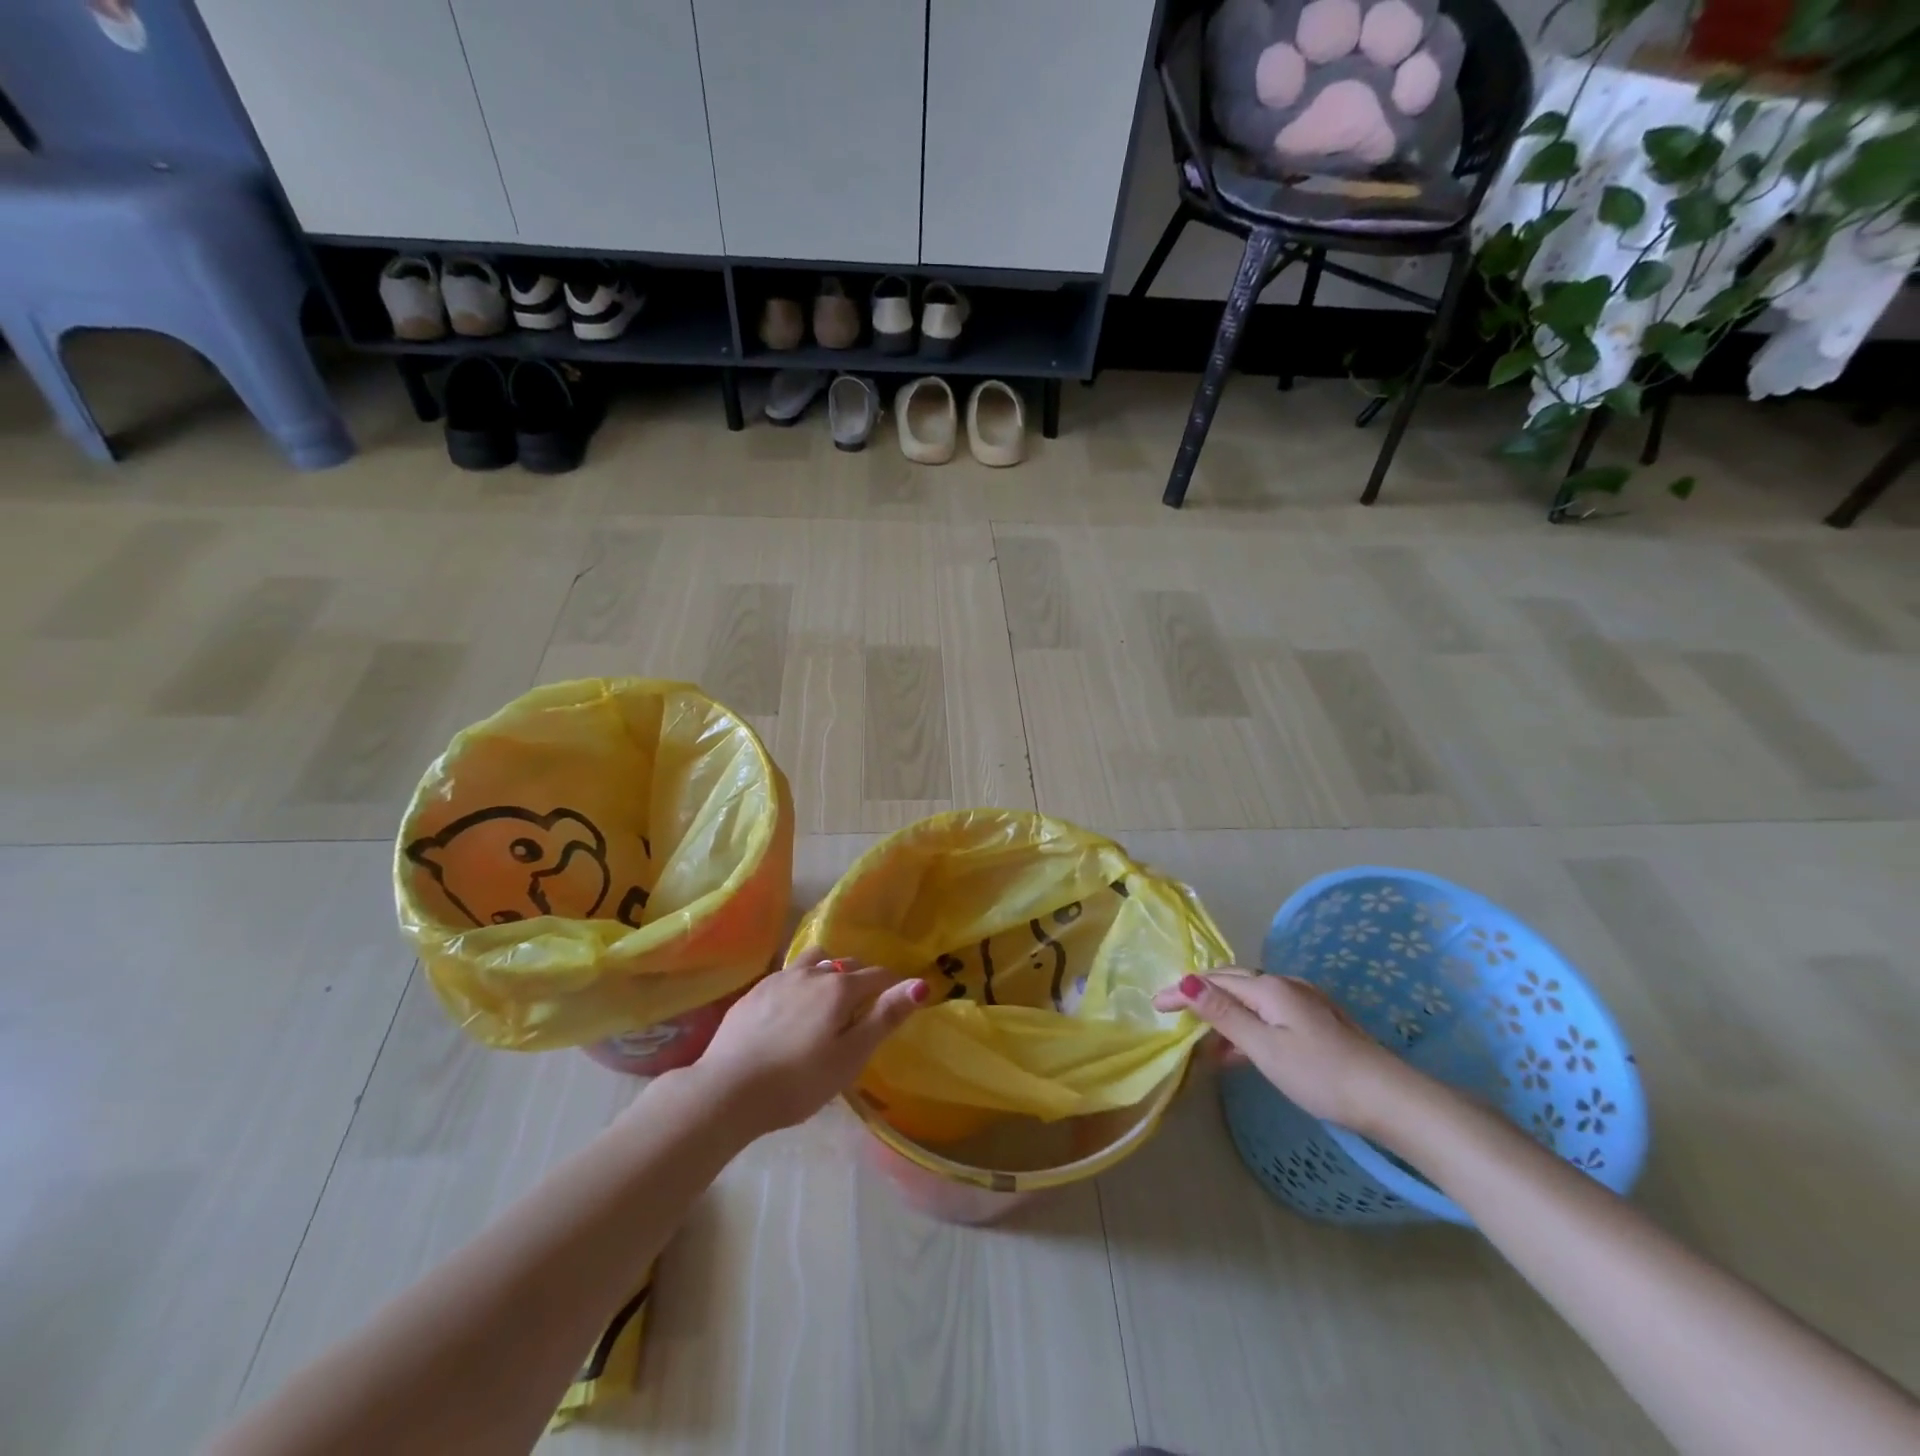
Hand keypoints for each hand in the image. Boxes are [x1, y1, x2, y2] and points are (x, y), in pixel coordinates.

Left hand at [681, 946, 926, 1137]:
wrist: (726, 1090)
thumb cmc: (798, 1082)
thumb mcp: (850, 1056)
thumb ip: (885, 1017)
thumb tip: (921, 984)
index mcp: (840, 988)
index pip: (878, 976)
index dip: (893, 986)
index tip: (898, 1001)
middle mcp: (812, 973)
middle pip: (847, 964)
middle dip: (862, 979)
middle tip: (864, 1008)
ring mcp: (779, 979)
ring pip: (815, 961)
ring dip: (828, 972)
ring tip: (827, 999)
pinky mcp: (755, 991)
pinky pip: (788, 974)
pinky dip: (800, 983)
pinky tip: (792, 1007)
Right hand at [1153, 969, 1413, 1135]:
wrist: (1390, 1098)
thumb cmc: (1320, 1075)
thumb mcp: (1264, 1048)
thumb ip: (1224, 1015)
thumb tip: (1188, 981)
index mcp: (1271, 988)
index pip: (1215, 981)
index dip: (1183, 990)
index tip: (1155, 1004)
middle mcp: (1287, 985)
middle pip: (1233, 982)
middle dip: (1201, 994)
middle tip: (1173, 1012)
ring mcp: (1306, 1003)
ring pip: (1252, 1000)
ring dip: (1224, 1014)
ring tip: (1202, 1041)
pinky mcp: (1318, 1022)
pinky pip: (1268, 1014)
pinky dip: (1247, 1026)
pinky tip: (1241, 1051)